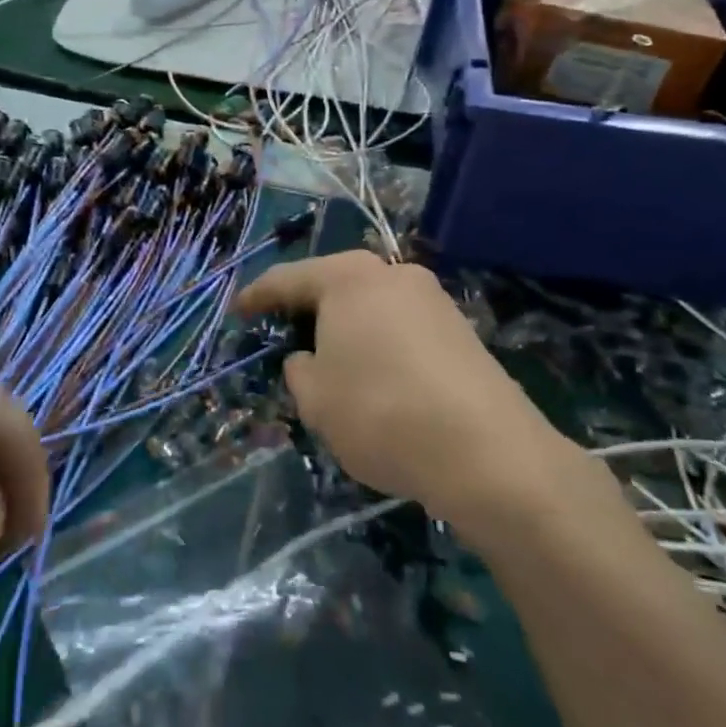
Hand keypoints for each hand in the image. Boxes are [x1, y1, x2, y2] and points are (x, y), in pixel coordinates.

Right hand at [236, 252, 573, 521]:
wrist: (488, 451)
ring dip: (348, 328)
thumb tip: (309, 358)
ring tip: (333, 361)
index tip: (238, 310)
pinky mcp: (461, 330)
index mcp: (349, 278)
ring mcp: (433, 299)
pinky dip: (381, 344)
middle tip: (285, 332)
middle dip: (309, 307)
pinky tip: (379, 378)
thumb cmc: (381, 412)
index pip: (289, 280)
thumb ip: (300, 371)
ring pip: (373, 306)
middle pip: (336, 284)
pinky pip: (403, 327)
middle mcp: (393, 274)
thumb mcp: (316, 399)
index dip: (258, 296)